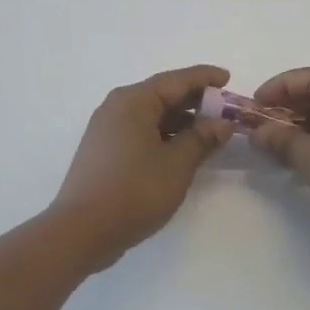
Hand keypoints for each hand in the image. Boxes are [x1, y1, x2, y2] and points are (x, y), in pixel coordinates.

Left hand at [50, 65, 234, 269]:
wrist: (81, 231)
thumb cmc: (133, 191)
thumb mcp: (177, 164)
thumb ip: (202, 139)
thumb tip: (222, 124)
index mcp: (133, 101)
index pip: (177, 80)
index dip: (205, 78)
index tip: (228, 78)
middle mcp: (117, 107)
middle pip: (162, 94)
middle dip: (195, 100)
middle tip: (225, 110)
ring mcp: (107, 129)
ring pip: (152, 115)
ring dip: (181, 120)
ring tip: (210, 131)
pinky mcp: (105, 151)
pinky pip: (141, 131)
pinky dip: (164, 135)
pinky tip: (183, 149)